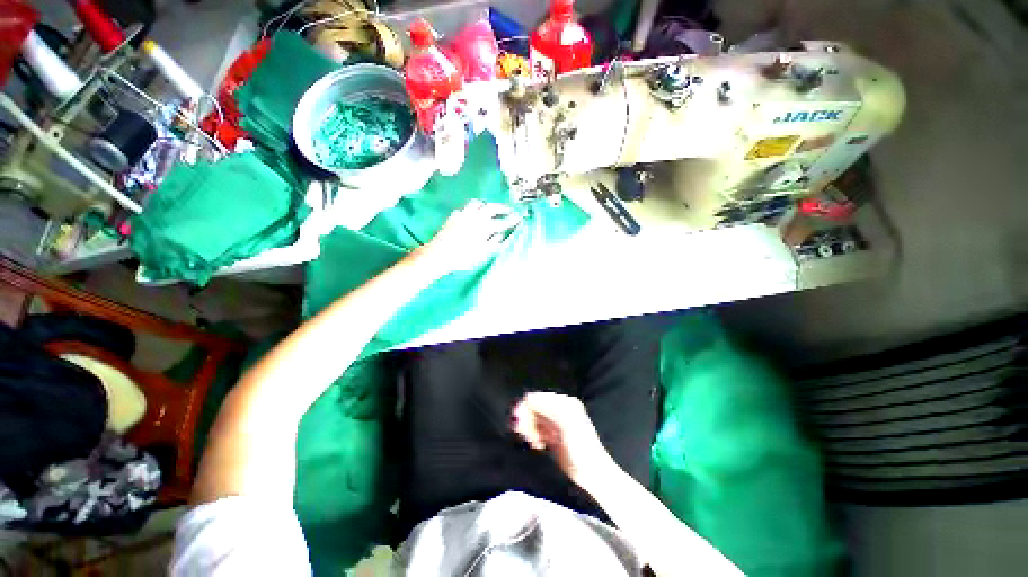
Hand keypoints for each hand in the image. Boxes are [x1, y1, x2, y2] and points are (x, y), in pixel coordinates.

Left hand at [417, 200, 521, 273]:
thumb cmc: (463, 257)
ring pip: (476, 204)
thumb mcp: (482, 253)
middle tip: (509, 210)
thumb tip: (501, 235)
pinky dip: (471, 211)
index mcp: (484, 227)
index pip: (503, 222)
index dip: (512, 220)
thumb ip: (494, 243)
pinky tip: (471, 216)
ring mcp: (463, 215)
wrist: (439, 254)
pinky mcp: (453, 217)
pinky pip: (464, 209)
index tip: (520, 217)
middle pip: (491, 207)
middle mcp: (475, 217)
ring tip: (489, 210)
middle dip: (502, 208)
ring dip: (485, 206)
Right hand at [512, 392, 616, 485]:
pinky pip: (537, 430)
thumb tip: (527, 398)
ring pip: (533, 419)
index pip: (536, 398)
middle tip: (523, 435)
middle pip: (533, 408)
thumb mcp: (565, 423)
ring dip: (529, 429)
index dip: (525, 409)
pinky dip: (533, 435)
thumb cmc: (581, 447)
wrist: (593, 473)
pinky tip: (538, 445)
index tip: (518, 424)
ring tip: (532, 442)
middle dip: (526, 419)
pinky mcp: (553, 436)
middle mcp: (559, 409)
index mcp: (564, 403)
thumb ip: (547, 408)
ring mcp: (556, 423)